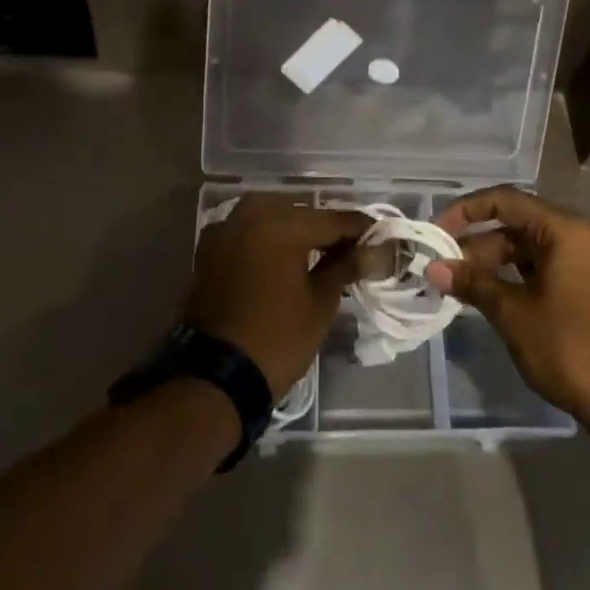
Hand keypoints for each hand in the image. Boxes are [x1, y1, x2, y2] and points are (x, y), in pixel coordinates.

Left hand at [185, 194, 369, 397]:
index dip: (359, 228)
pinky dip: (268, 240)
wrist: (213, 377)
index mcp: (282, 222)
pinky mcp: (210, 248)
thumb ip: (344, 266)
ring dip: (295, 232)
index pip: (332, 219)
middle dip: (325, 229)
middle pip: (301, 213)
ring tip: (319, 255)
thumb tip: (367, 250)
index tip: (379, 236)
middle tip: (350, 249)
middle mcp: (251, 213)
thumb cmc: (276, 339)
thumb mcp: (320, 304)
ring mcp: (226, 227)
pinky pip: (249, 232)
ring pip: (273, 218)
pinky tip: (284, 259)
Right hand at [425, 186, 589, 452]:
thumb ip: (473, 283)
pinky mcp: (575, 286)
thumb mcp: (513, 313)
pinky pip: (533, 267)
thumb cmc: (568, 347)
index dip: (466, 210)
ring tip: (455, 283)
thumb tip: (432, 267)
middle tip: (441, 265)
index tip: (436, 231)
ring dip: (488, 261)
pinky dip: (506, 276)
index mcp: (561, 230)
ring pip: (520, 247)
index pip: (504, 200)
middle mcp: (571, 236)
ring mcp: (575, 262)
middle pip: (512, 223)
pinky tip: (482, 294)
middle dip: (474, 242)